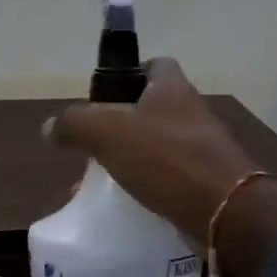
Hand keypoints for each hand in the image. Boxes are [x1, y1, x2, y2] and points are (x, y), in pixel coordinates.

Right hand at [43, 57, 276, 276]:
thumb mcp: (108, 133)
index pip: (154, 64)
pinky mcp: (209, 183)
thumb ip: (75, 124)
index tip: (102, 97)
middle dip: (121, 126)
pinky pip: (170, 179)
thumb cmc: (167, 159)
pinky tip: (127, 207)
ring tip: (101, 184)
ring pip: (159, 147)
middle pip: (153, 109)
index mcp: (173, 89)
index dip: (128, 73)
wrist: (227, 212)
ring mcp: (204, 149)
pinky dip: (148, 188)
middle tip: (93, 147)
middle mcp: (192, 112)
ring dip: (132, 161)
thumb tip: (50, 127)